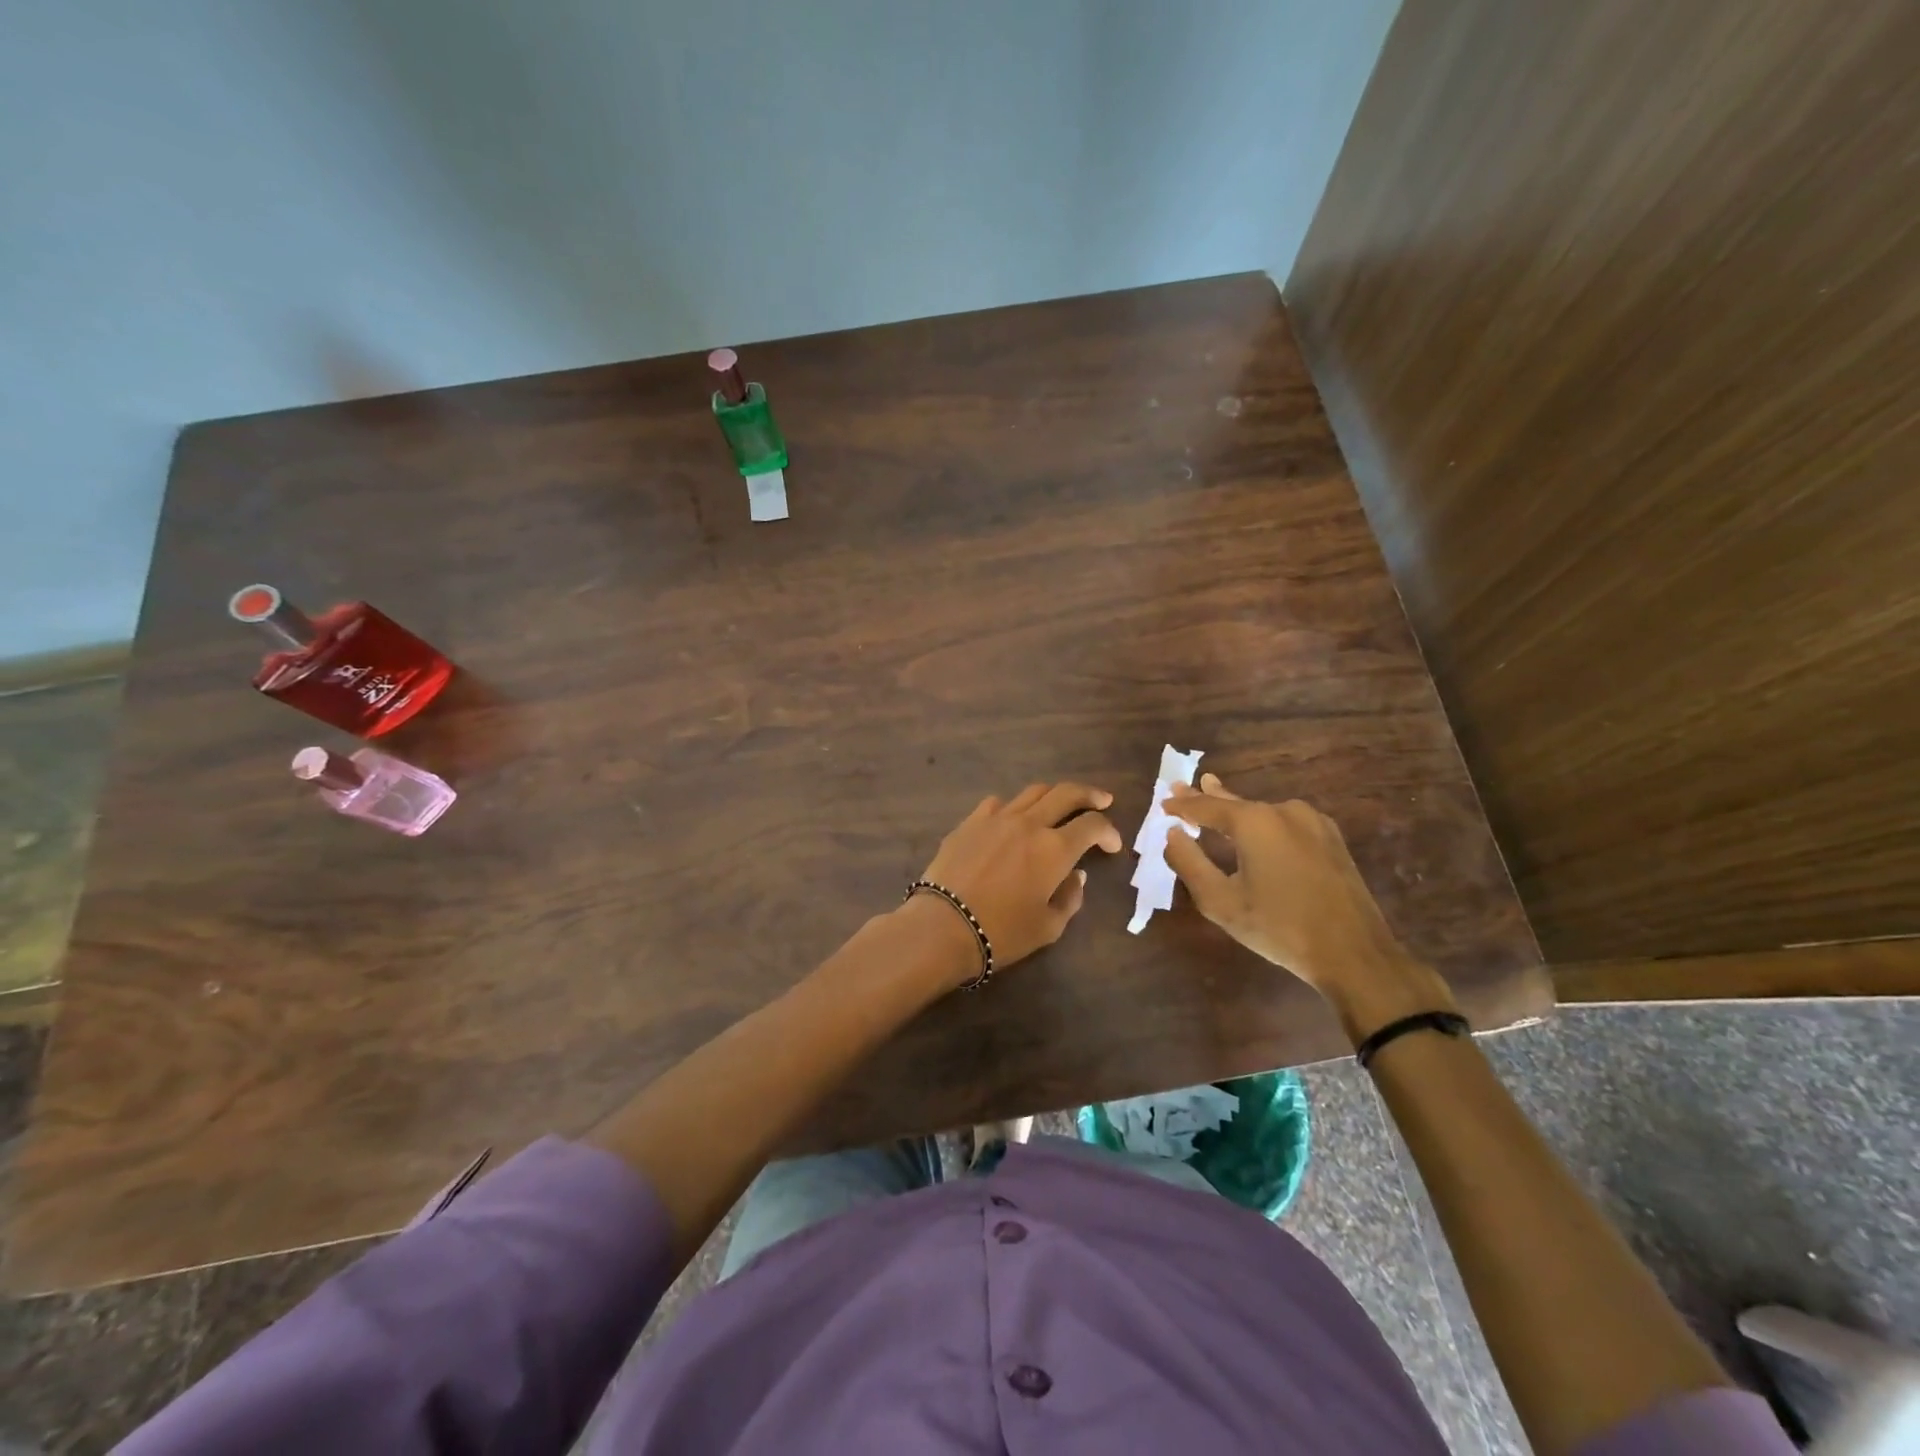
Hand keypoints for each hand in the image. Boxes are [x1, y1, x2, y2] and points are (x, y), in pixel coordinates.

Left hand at [917, 782, 1122, 974]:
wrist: (943, 925)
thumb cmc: (1002, 932)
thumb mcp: (1048, 927)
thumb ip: (1070, 898)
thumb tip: (1076, 875)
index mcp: (1055, 849)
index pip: (1092, 825)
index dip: (1108, 831)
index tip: (1112, 845)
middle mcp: (1029, 823)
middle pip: (1066, 793)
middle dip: (1089, 795)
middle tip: (1101, 800)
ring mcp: (997, 818)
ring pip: (1033, 792)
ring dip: (1053, 795)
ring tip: (1059, 806)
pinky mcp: (970, 822)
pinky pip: (998, 803)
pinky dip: (1014, 807)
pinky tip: (1013, 820)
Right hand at [1163, 773, 1455, 1034]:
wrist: (1354, 954)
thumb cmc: (1279, 928)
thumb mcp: (1220, 902)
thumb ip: (1188, 863)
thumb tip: (1171, 835)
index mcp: (1254, 821)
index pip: (1206, 806)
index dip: (1182, 806)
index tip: (1162, 804)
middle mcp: (1284, 810)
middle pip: (1236, 802)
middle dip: (1208, 797)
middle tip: (1183, 788)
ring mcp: (1313, 822)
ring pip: (1263, 812)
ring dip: (1237, 811)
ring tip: (1217, 802)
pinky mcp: (1331, 839)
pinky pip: (1285, 823)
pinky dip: (1263, 823)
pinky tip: (1258, 830)